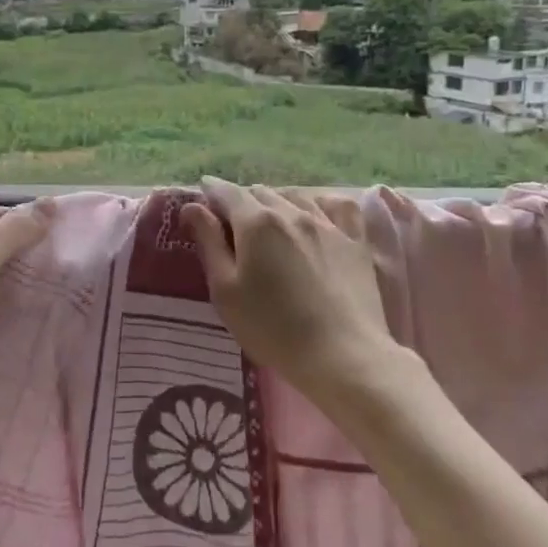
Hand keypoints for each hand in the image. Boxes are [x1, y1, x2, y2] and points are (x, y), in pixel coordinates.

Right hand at [180, 178, 403, 406]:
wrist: (342, 356)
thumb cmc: (272, 328)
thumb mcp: (226, 291)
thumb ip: (208, 243)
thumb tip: (192, 206)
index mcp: (256, 222)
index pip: (227, 192)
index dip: (211, 190)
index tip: (202, 194)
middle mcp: (291, 211)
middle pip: (260, 192)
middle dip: (241, 201)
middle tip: (232, 225)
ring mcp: (327, 224)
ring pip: (294, 196)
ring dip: (275, 202)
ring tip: (269, 222)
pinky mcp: (355, 240)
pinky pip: (336, 206)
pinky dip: (319, 203)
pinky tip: (315, 214)